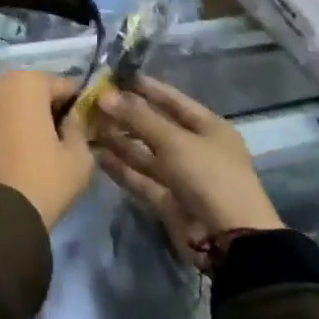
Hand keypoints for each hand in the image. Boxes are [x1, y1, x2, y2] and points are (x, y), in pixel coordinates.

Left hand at [0, 71, 93, 229]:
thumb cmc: (43, 182)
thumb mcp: (80, 158)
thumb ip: (78, 128)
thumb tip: (71, 119)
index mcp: (24, 83)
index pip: (60, 85)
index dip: (73, 104)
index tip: (78, 124)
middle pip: (22, 92)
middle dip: (36, 108)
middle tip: (48, 137)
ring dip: (6, 120)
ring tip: (17, 151)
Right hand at [93, 78, 282, 238]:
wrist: (230, 241)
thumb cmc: (210, 177)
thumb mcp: (175, 141)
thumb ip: (138, 118)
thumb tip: (105, 95)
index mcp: (208, 127)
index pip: (172, 99)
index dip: (144, 87)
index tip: (114, 76)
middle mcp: (194, 148)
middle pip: (155, 126)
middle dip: (125, 114)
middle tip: (92, 102)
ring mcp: (181, 175)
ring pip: (144, 152)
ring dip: (118, 140)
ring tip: (87, 125)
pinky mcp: (167, 199)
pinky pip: (140, 178)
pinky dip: (120, 168)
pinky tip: (96, 155)